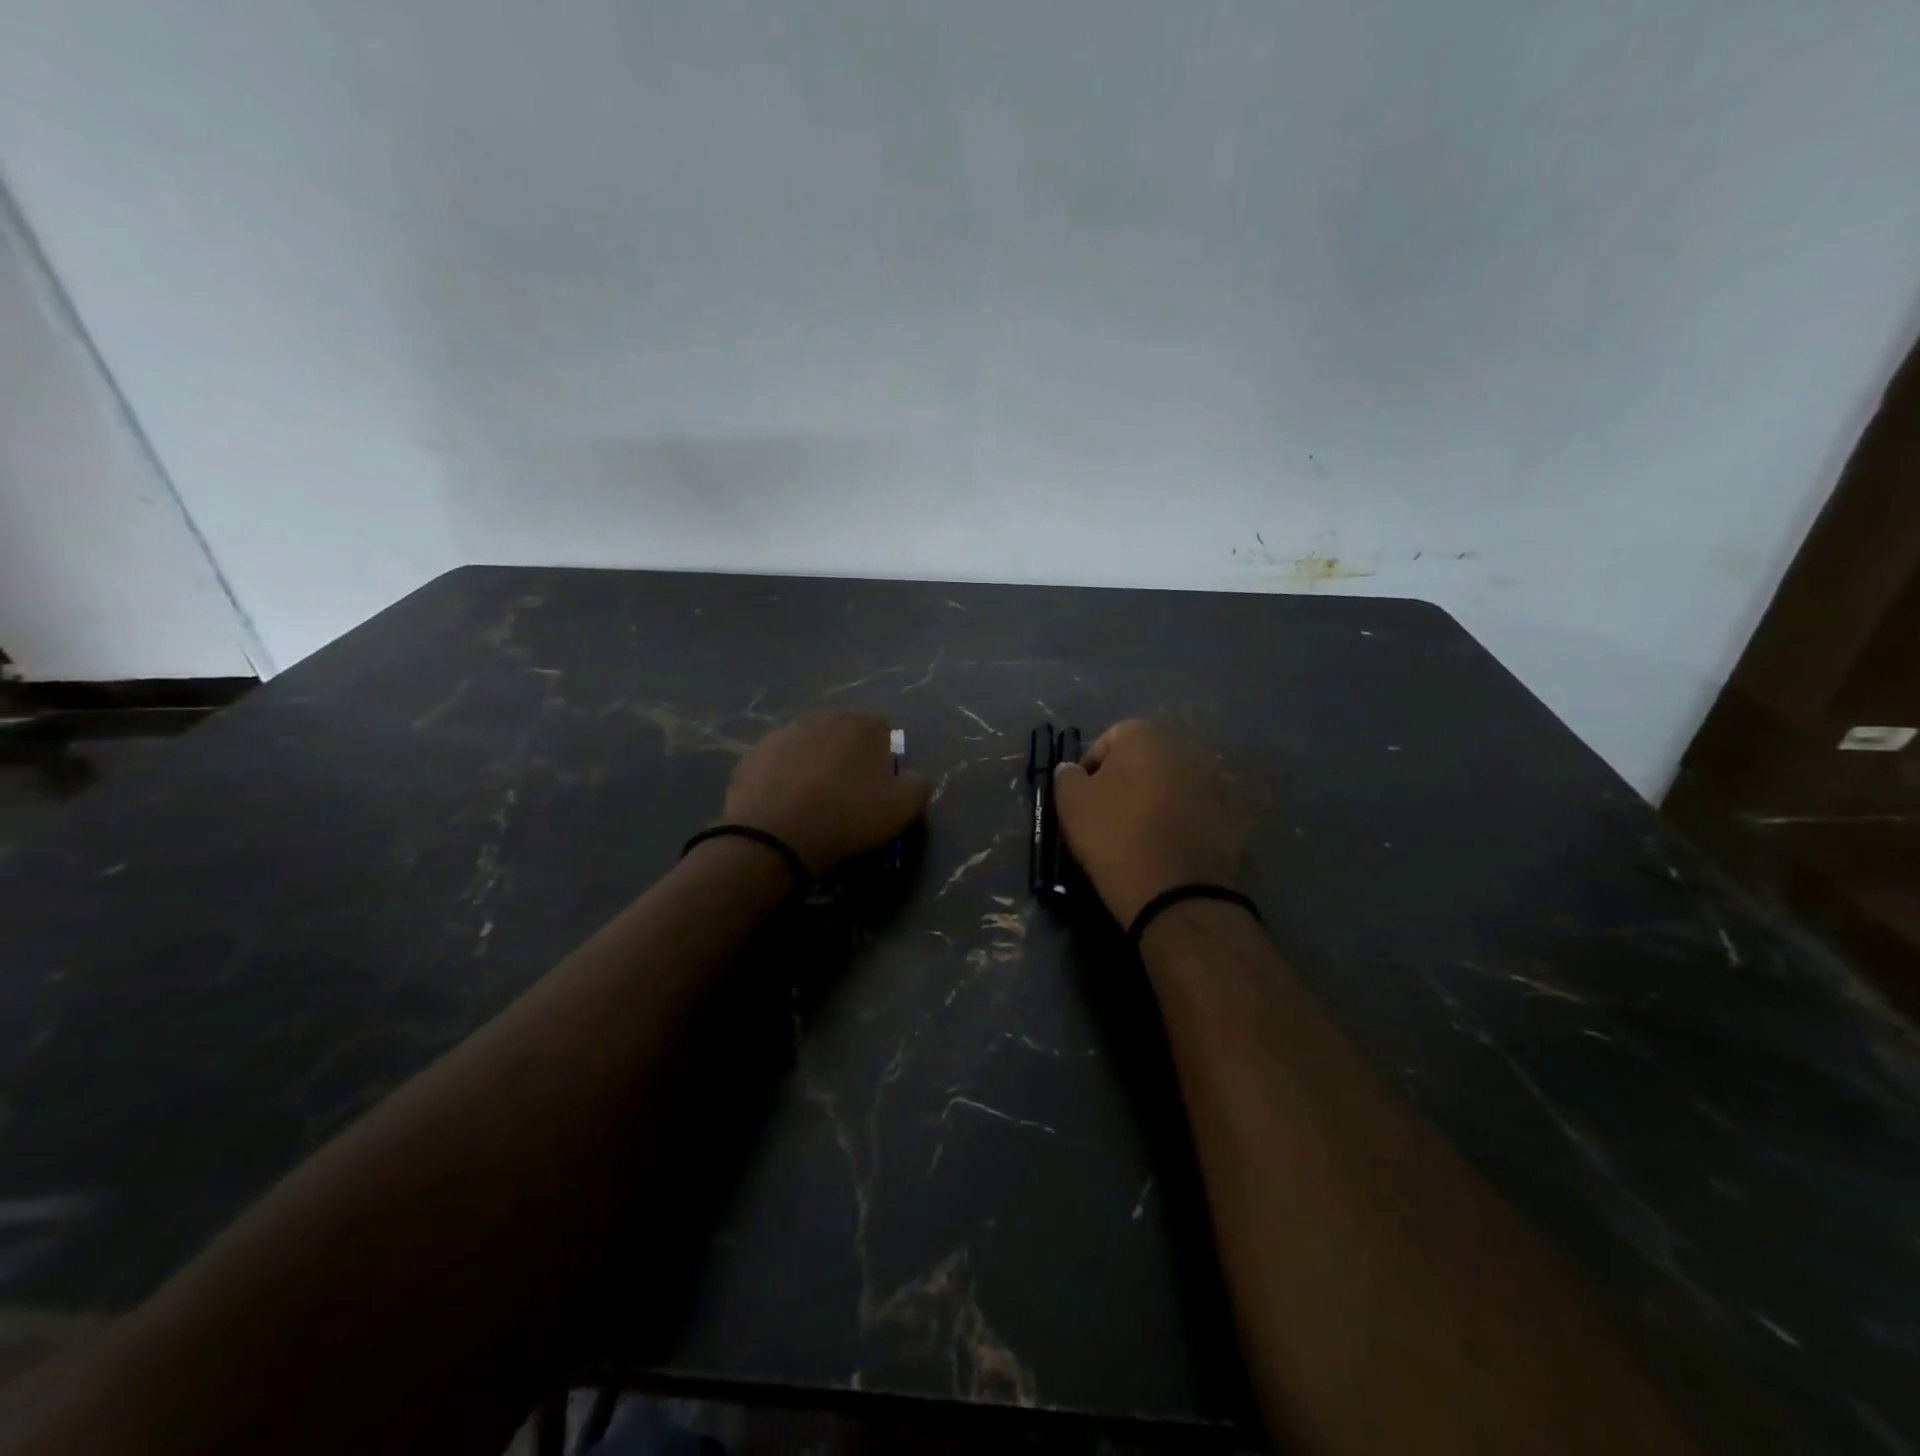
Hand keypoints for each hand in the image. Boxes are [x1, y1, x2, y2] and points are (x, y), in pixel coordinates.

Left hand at [723, 711, 928, 875]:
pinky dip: (782, 778)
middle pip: (842, 733)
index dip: (885, 756)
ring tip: (812, 801)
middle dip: (847, 755)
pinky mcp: (751, 755)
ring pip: (807, 745)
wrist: (775, 836)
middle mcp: (822, 717)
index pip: (883, 728)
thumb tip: (914, 777)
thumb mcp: (903, 808)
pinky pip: (777, 764)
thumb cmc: (848, 817)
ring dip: (813, 764)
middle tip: (847, 793)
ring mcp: (782, 733)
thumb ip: (918, 785)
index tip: (880, 785)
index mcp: (862, 723)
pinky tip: (783, 806)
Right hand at [1053, 720, 1242, 927]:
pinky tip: (1170, 846)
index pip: (1106, 743)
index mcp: (1144, 735)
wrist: (1178, 894)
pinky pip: (1198, 809)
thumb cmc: (1115, 838)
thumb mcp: (1071, 805)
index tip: (1083, 802)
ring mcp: (1215, 779)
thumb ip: (1067, 776)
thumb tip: (1073, 769)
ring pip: (1173, 783)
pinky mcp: (1233, 814)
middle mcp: (1185, 746)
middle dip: (1128, 781)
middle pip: (1144, 759)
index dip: (1089, 772)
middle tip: (1110, 816)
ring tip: (1143, 833)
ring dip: (1158, 798)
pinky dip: (1184, 820)